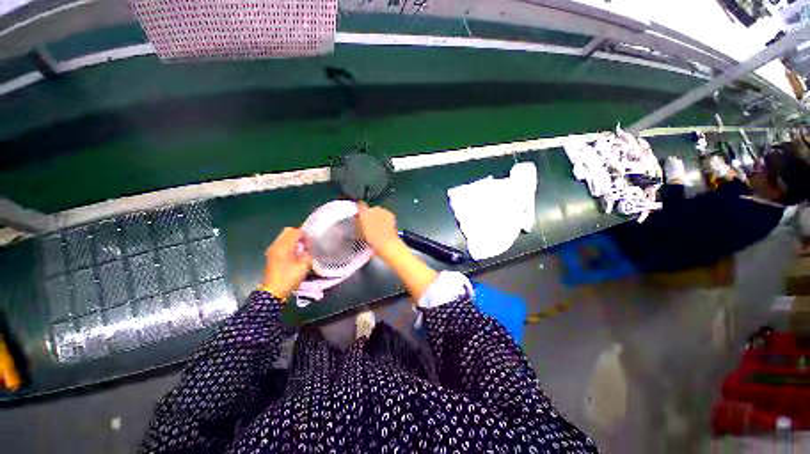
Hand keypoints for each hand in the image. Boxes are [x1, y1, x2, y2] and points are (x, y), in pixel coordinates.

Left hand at [262, 227, 311, 299]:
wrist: (273, 290)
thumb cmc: (288, 278)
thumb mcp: (303, 267)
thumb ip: (307, 255)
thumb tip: (307, 251)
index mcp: (284, 245)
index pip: (296, 232)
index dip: (305, 237)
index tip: (309, 247)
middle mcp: (277, 244)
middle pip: (288, 231)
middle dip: (298, 236)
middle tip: (305, 246)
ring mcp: (272, 248)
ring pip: (283, 237)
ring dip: (292, 240)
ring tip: (299, 251)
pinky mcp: (270, 254)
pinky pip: (280, 243)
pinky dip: (287, 245)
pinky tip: (291, 256)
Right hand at [356, 202, 401, 253]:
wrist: (386, 243)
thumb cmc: (369, 239)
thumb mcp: (358, 231)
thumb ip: (357, 222)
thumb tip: (357, 218)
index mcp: (364, 211)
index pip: (360, 204)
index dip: (359, 208)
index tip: (358, 213)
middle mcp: (373, 208)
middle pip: (370, 209)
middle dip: (369, 214)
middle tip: (368, 223)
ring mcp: (383, 210)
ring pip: (378, 211)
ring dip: (377, 216)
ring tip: (377, 226)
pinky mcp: (391, 214)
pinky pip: (385, 215)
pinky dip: (384, 218)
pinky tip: (384, 227)